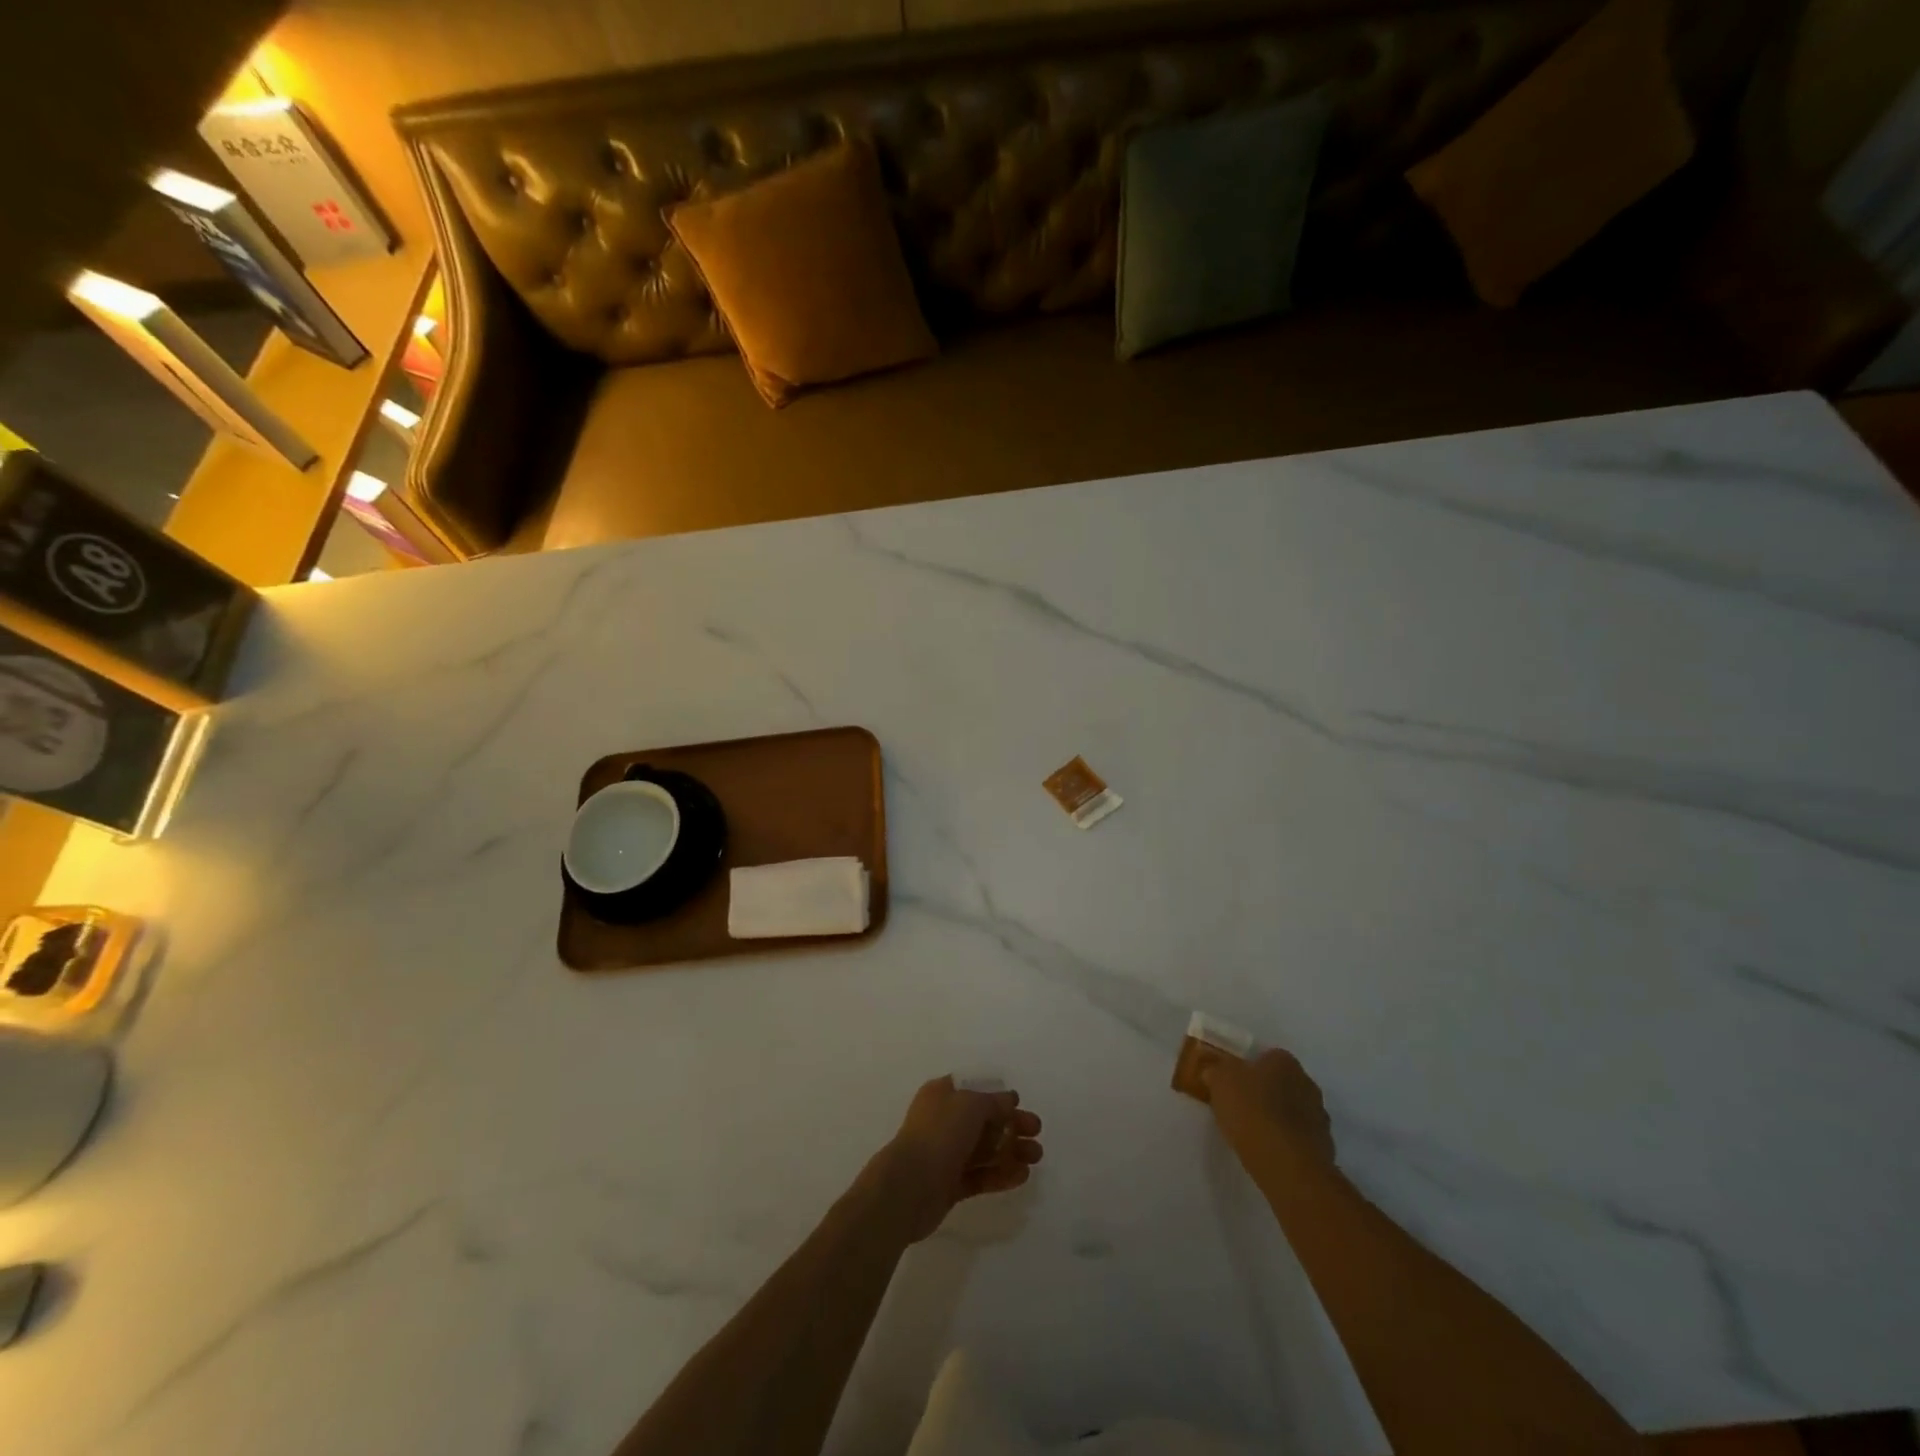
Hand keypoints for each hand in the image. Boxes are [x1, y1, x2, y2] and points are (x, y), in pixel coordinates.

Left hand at [872, 1077, 1043, 1241]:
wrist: (908, 1187)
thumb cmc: (939, 1134)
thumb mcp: (970, 1105)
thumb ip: (993, 1102)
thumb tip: (1010, 1099)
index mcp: (941, 1095)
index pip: (973, 1091)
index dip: (997, 1097)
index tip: (1020, 1106)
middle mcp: (943, 1122)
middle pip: (983, 1122)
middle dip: (1011, 1126)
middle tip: (1037, 1134)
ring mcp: (946, 1154)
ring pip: (984, 1150)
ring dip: (1011, 1152)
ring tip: (1036, 1157)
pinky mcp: (950, 1185)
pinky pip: (980, 1176)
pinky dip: (1000, 1174)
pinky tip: (1021, 1176)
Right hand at [1202, 1048, 1336, 1172]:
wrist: (1287, 1164)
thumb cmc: (1251, 1111)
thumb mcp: (1220, 1081)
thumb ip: (1217, 1071)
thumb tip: (1216, 1072)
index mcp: (1285, 1062)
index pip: (1267, 1057)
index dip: (1249, 1069)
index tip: (1233, 1084)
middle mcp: (1307, 1083)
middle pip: (1282, 1083)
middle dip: (1266, 1093)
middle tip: (1242, 1107)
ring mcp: (1319, 1118)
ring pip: (1293, 1112)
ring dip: (1278, 1119)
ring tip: (1254, 1133)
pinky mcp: (1324, 1149)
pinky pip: (1299, 1138)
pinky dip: (1286, 1142)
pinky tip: (1269, 1152)